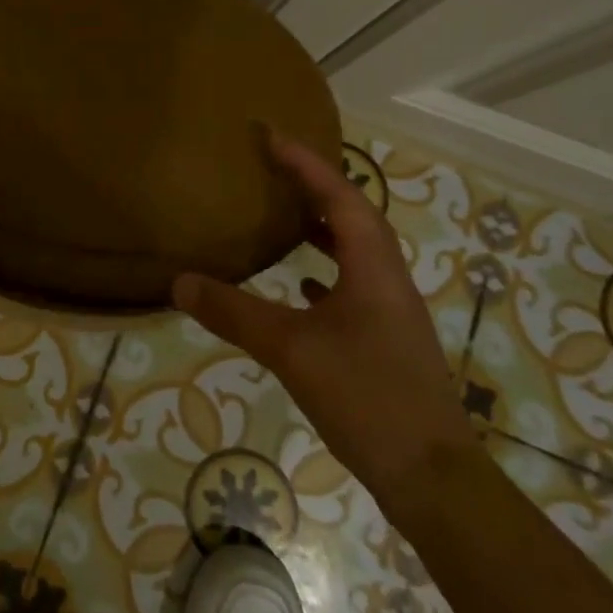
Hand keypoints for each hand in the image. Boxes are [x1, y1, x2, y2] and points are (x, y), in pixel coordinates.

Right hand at [172, 131, 474, 507]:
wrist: (432, 476)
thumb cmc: (366, 398)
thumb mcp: (290, 351)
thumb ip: (234, 314)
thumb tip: (180, 282)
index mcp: (373, 268)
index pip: (340, 196)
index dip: (306, 163)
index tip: (272, 136)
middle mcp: (388, 279)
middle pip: (354, 215)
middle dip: (316, 185)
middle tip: (276, 166)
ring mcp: (392, 311)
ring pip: (358, 250)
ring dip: (325, 225)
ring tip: (287, 214)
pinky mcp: (388, 339)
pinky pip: (356, 283)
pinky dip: (329, 269)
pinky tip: (305, 286)